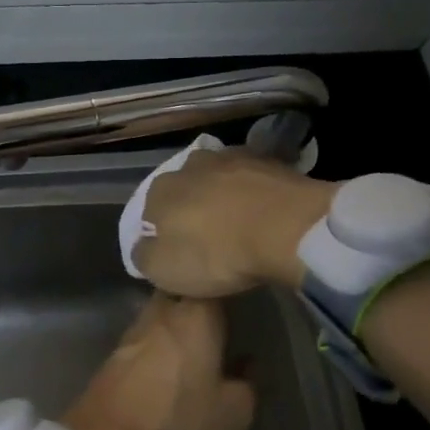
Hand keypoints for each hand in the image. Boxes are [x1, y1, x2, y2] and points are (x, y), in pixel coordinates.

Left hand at [62, 294, 254, 429]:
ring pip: (163, 311)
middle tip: (222, 314)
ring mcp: (135, 327)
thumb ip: (248, 384)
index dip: (228, 280)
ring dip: (178, 320)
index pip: (215, 278)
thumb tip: (247, 364)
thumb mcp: (233, 413)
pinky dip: (160, 342)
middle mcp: (164, 308)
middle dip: (200, 297)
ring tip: (199, 338)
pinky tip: (172, 360)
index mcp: (196, 313)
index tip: (243, 290)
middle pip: (184, 288)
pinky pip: (148, 335)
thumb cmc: (177, 419)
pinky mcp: (117, 350)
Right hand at [131, 149, 337, 297]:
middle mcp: (190, 165)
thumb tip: (143, 247)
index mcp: (160, 190)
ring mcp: (231, 158)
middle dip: (193, 209)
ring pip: (219, 179)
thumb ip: (144, 256)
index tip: (179, 253)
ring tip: (240, 224)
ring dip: (224, 197)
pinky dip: (254, 193)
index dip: (162, 233)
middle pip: (185, 190)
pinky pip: (252, 179)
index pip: (150, 211)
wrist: (286, 227)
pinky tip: (265, 213)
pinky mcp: (268, 160)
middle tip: (209, 240)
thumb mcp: (164, 271)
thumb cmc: (217, 253)